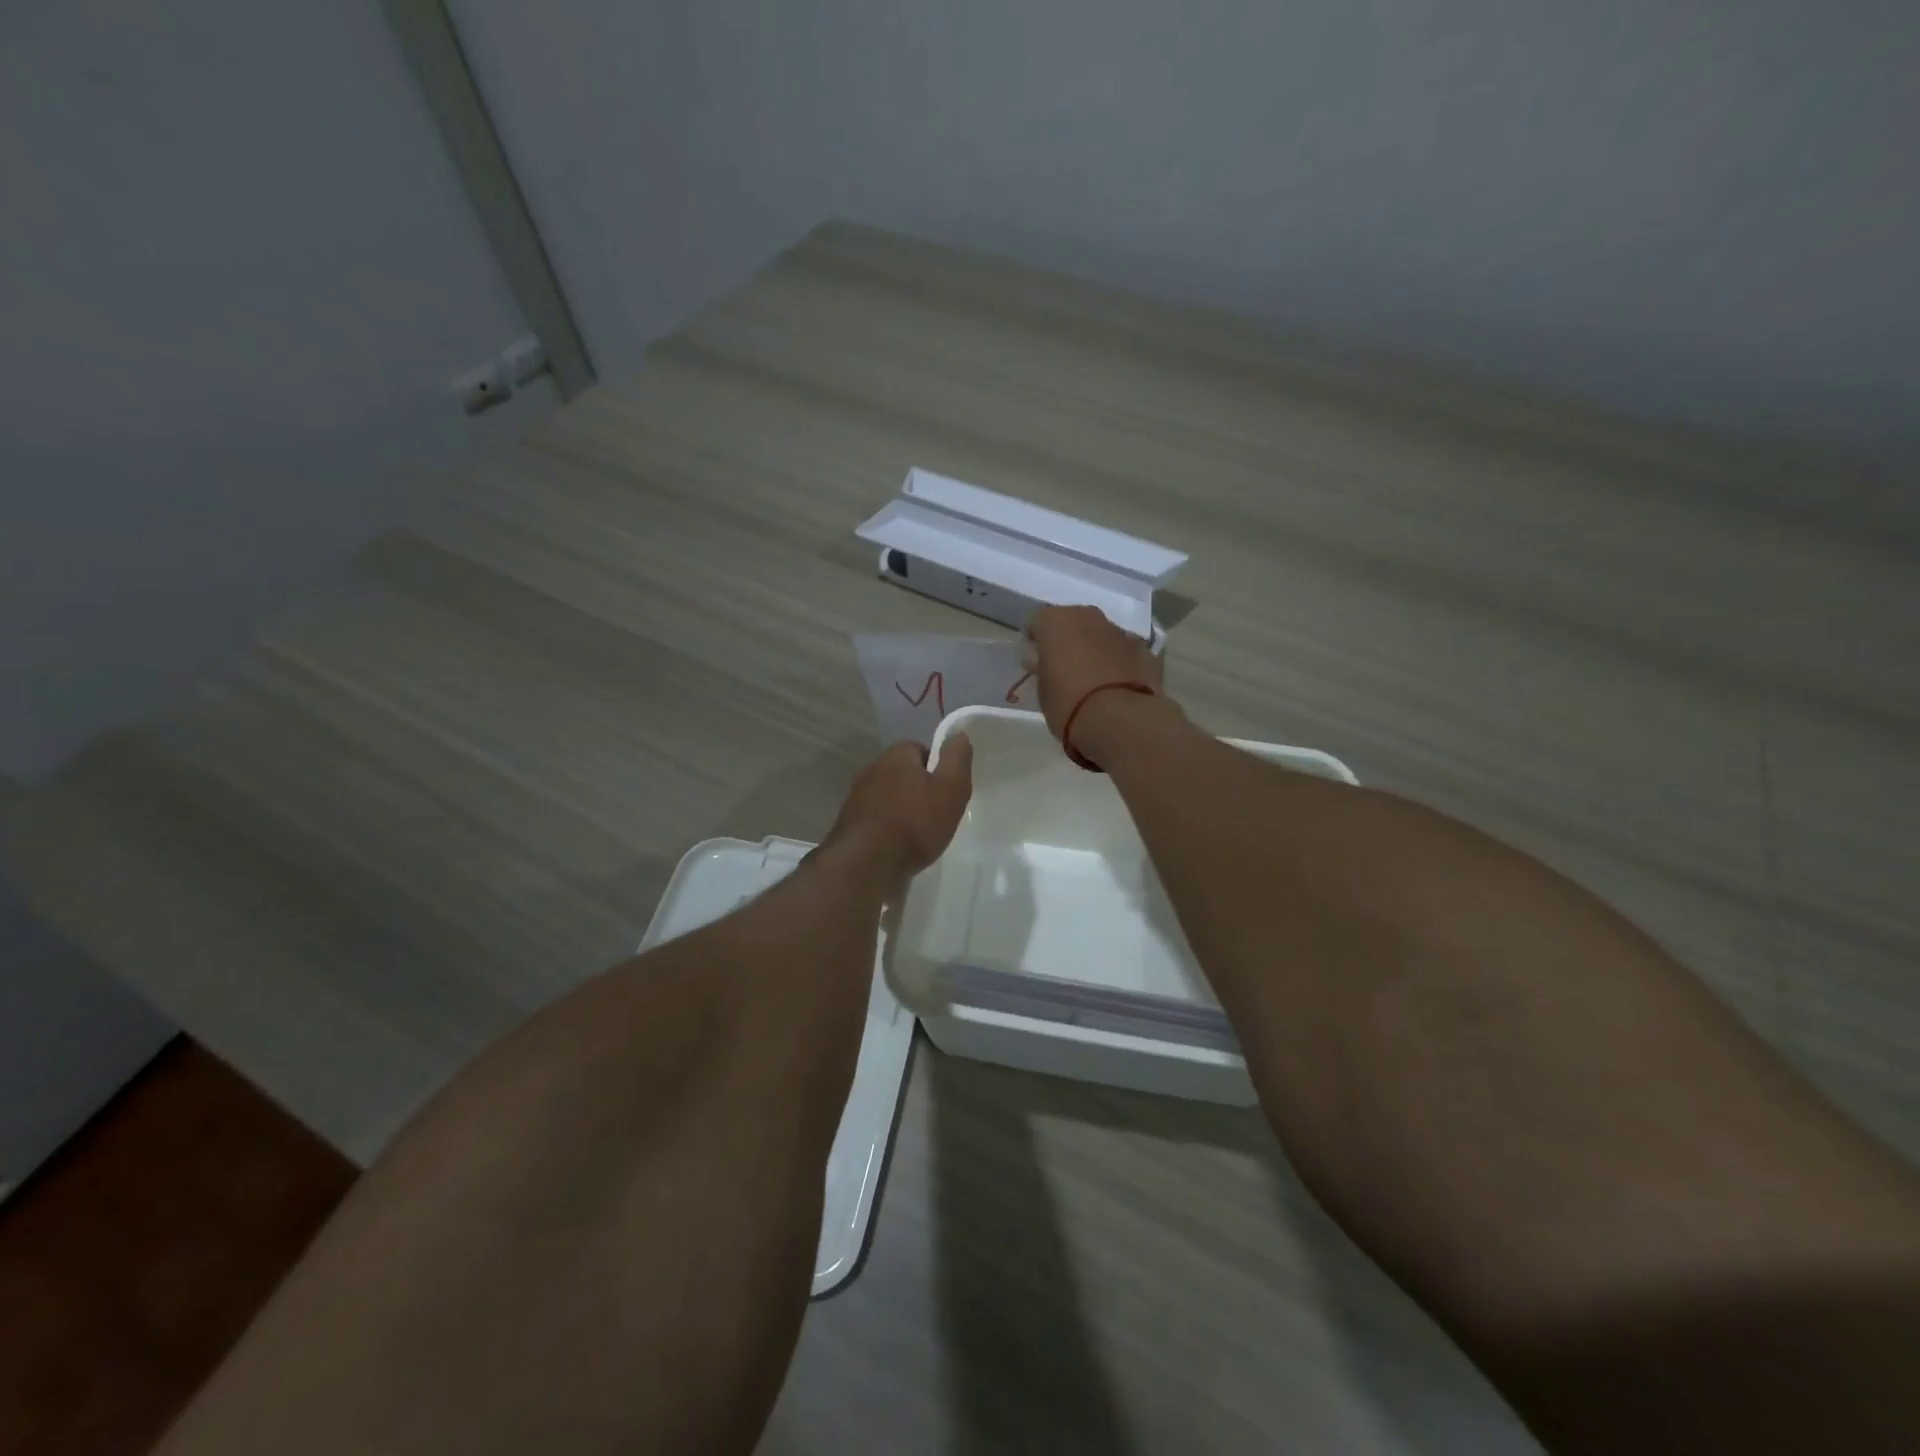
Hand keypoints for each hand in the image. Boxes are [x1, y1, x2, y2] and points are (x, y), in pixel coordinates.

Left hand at [824, 736, 973, 877]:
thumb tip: (959, 735)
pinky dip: (886, 828)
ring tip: (917, 834)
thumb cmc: (915, 823)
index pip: (920, 749)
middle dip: (918, 789)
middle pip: (902, 773)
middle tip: (936, 813)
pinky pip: (875, 819)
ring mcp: (856, 798)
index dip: (937, 768)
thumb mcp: (950, 788)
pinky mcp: (848, 824)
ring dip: (901, 810)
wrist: (866, 864)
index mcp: (896, 756)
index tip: (947, 790)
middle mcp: (871, 770)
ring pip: (887, 797)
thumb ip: (957, 759)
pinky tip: (897, 847)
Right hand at [1025, 605, 1163, 744]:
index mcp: (1056, 621)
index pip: (1037, 622)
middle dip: (1068, 641)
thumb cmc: (1068, 704)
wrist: (1120, 720)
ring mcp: (1120, 632)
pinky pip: (1123, 652)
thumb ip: (1042, 668)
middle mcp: (1089, 617)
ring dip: (1094, 650)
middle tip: (1063, 668)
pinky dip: (1118, 663)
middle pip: (1073, 622)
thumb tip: (1042, 660)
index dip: (1035, 642)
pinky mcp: (1145, 650)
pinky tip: (1116, 687)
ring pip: (1100, 635)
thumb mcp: (1042, 690)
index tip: (1035, 663)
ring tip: (1092, 680)